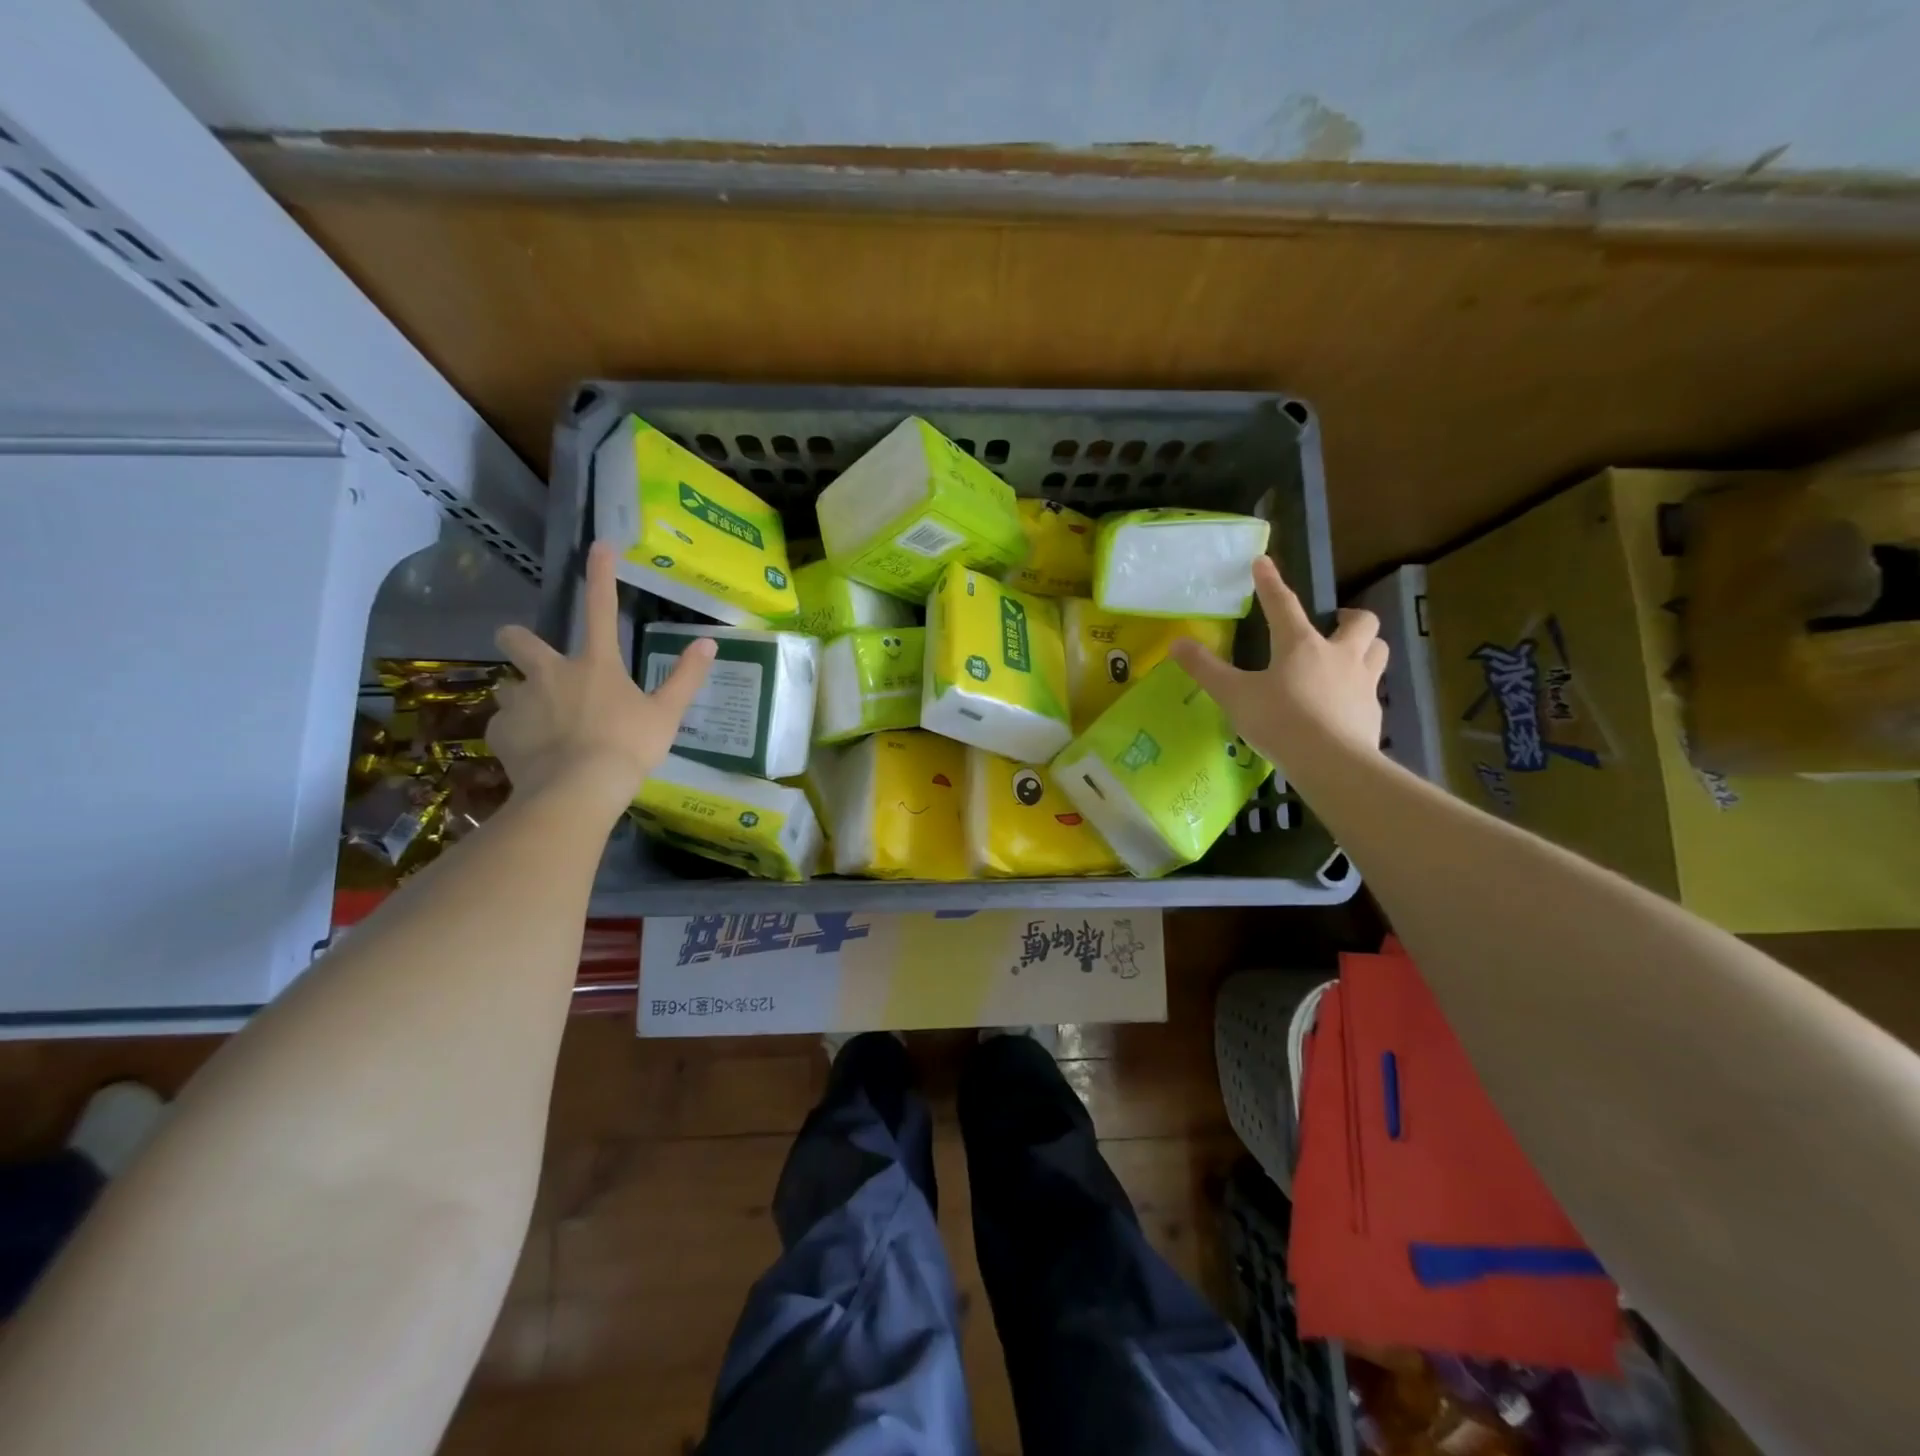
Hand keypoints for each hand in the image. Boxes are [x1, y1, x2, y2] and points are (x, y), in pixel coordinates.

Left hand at [488, 543, 714, 808]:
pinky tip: (532, 753)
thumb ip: (686, 678)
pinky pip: (503, 726)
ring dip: (521, 697)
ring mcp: (521, 701)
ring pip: (508, 687)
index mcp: (595, 664)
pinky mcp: (500, 732)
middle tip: (528, 656)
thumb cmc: (628, 747)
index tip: (599, 546)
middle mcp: (551, 672)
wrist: (578, 789)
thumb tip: (709, 643)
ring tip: (540, 722)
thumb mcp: (666, 714)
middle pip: (517, 639)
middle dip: (517, 640)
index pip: (600, 608)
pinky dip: (515, 735)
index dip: (601, 575)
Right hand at [1170, 557, 1387, 766]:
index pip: (1282, 604)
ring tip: (1348, 657)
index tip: (1262, 562)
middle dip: (1348, 617)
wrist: (1330, 762)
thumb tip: (1176, 643)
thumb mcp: (1234, 695)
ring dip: (1366, 646)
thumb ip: (1205, 669)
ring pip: (1378, 650)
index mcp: (1301, 645)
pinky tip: (1345, 704)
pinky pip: (1373, 690)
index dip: (1270, 582)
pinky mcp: (1373, 712)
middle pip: (1359, 622)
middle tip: (1332, 624)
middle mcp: (1339, 655)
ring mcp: (1362, 683)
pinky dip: (1361, 689)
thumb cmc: (1279, 721)